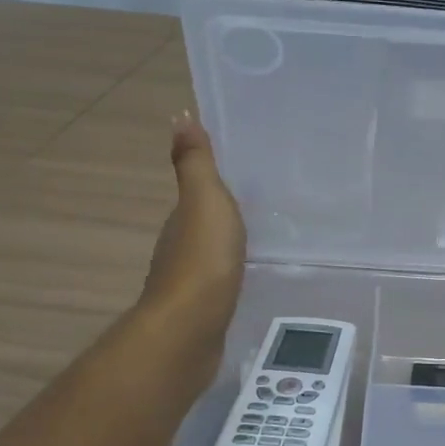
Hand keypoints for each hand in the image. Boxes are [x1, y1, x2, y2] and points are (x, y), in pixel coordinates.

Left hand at [141, 113, 246, 326]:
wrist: (190, 330)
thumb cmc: (202, 260)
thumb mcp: (204, 201)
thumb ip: (195, 163)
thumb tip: (179, 115)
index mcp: (181, 220)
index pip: (197, 196)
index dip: (216, 185)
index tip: (246, 178)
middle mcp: (179, 249)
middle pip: (203, 226)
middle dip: (226, 217)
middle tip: (265, 209)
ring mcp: (190, 285)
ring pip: (212, 257)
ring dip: (229, 248)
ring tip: (264, 242)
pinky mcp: (204, 313)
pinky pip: (222, 285)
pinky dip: (233, 277)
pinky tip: (251, 279)